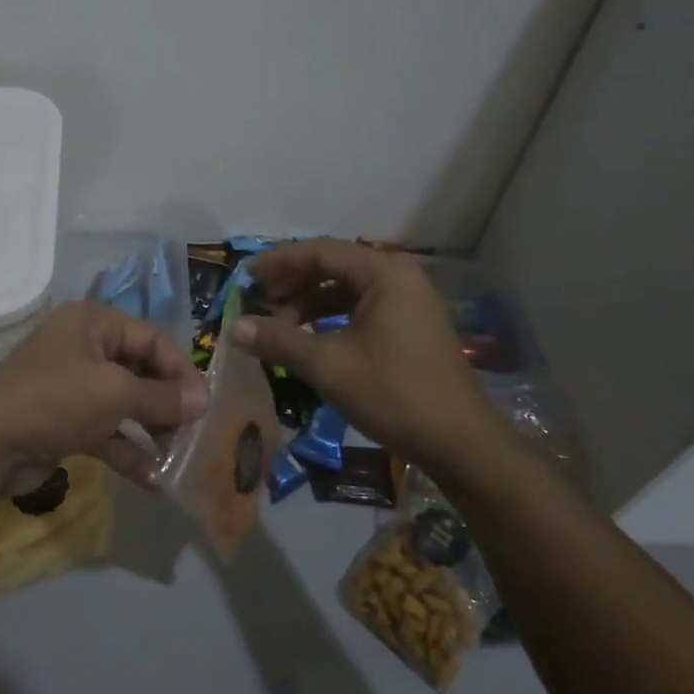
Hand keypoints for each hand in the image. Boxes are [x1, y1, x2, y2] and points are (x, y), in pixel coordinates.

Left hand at [0, 302, 207, 493]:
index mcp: (93, 323)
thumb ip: (161, 397)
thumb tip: (202, 401)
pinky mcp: (65, 421)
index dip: (180, 370)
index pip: (152, 339)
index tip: (204, 405)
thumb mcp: (114, 394)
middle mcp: (84, 348)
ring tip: (177, 458)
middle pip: (140, 371)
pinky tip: (153, 479)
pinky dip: (128, 450)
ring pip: (125, 404)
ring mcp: (73, 386)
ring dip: (151, 430)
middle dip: (166, 404)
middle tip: (193, 433)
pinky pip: (106, 430)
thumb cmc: (55, 401)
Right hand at [230, 240, 499, 466]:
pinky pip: (362, 307)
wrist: (460, 442)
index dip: (279, 262)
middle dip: (293, 282)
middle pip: (334, 266)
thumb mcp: (329, 366)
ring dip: (310, 302)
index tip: (246, 276)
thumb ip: (280, 341)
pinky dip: (332, 317)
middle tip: (258, 301)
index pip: (320, 252)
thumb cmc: (393, 394)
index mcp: (383, 273)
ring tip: (279, 323)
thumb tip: (234, 327)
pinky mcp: (411, 326)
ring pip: (347, 288)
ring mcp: (409, 301)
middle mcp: (399, 277)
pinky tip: (309, 337)